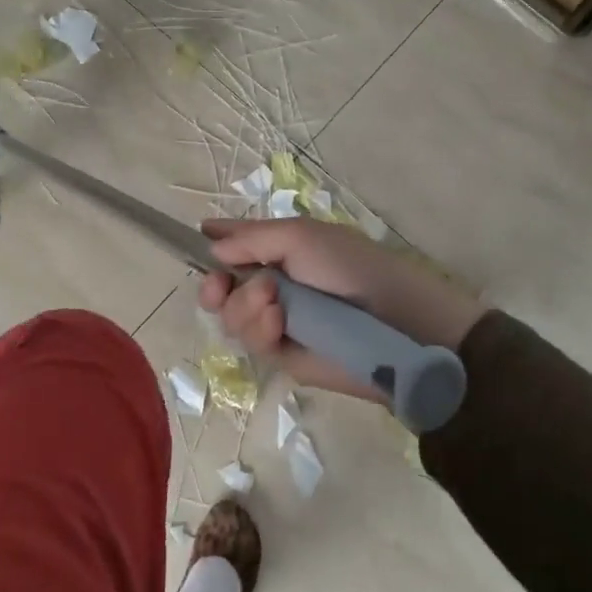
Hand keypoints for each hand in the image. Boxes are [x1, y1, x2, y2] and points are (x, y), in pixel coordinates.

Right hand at [197, 217, 485, 400]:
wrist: (395, 322)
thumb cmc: (350, 267)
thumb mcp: (301, 237)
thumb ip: (252, 239)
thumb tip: (213, 247)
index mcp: (280, 249)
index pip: (237, 244)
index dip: (214, 243)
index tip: (196, 240)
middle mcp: (273, 284)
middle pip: (220, 287)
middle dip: (215, 286)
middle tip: (220, 284)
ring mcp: (276, 321)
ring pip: (230, 316)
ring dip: (245, 306)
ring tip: (275, 302)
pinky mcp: (283, 355)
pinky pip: (251, 342)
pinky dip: (260, 329)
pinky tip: (280, 323)